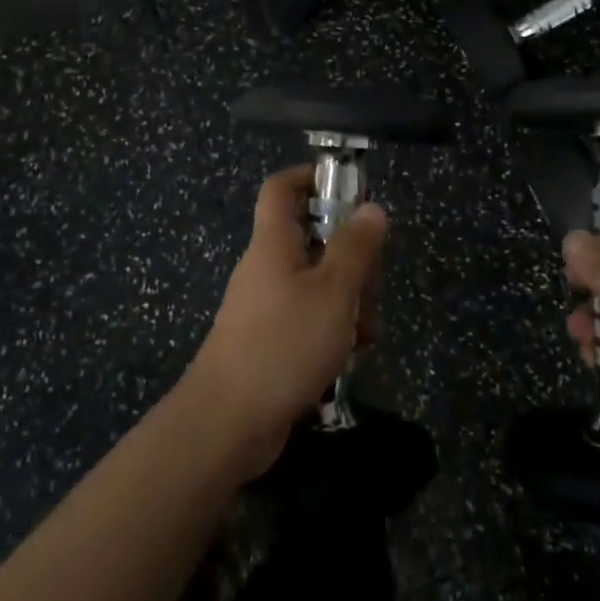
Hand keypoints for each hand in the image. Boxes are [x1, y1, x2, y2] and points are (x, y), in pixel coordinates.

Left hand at [182, 166, 387, 480]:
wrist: (227, 425)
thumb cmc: (283, 345)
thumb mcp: (333, 291)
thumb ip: (355, 247)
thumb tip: (372, 207)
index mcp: (274, 244)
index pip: (281, 188)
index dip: (310, 176)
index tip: (348, 186)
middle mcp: (267, 268)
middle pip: (313, 239)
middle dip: (351, 257)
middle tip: (372, 284)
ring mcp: (266, 307)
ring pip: (317, 283)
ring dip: (348, 301)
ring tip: (365, 333)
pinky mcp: (270, 341)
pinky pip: (308, 319)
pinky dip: (333, 329)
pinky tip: (351, 356)